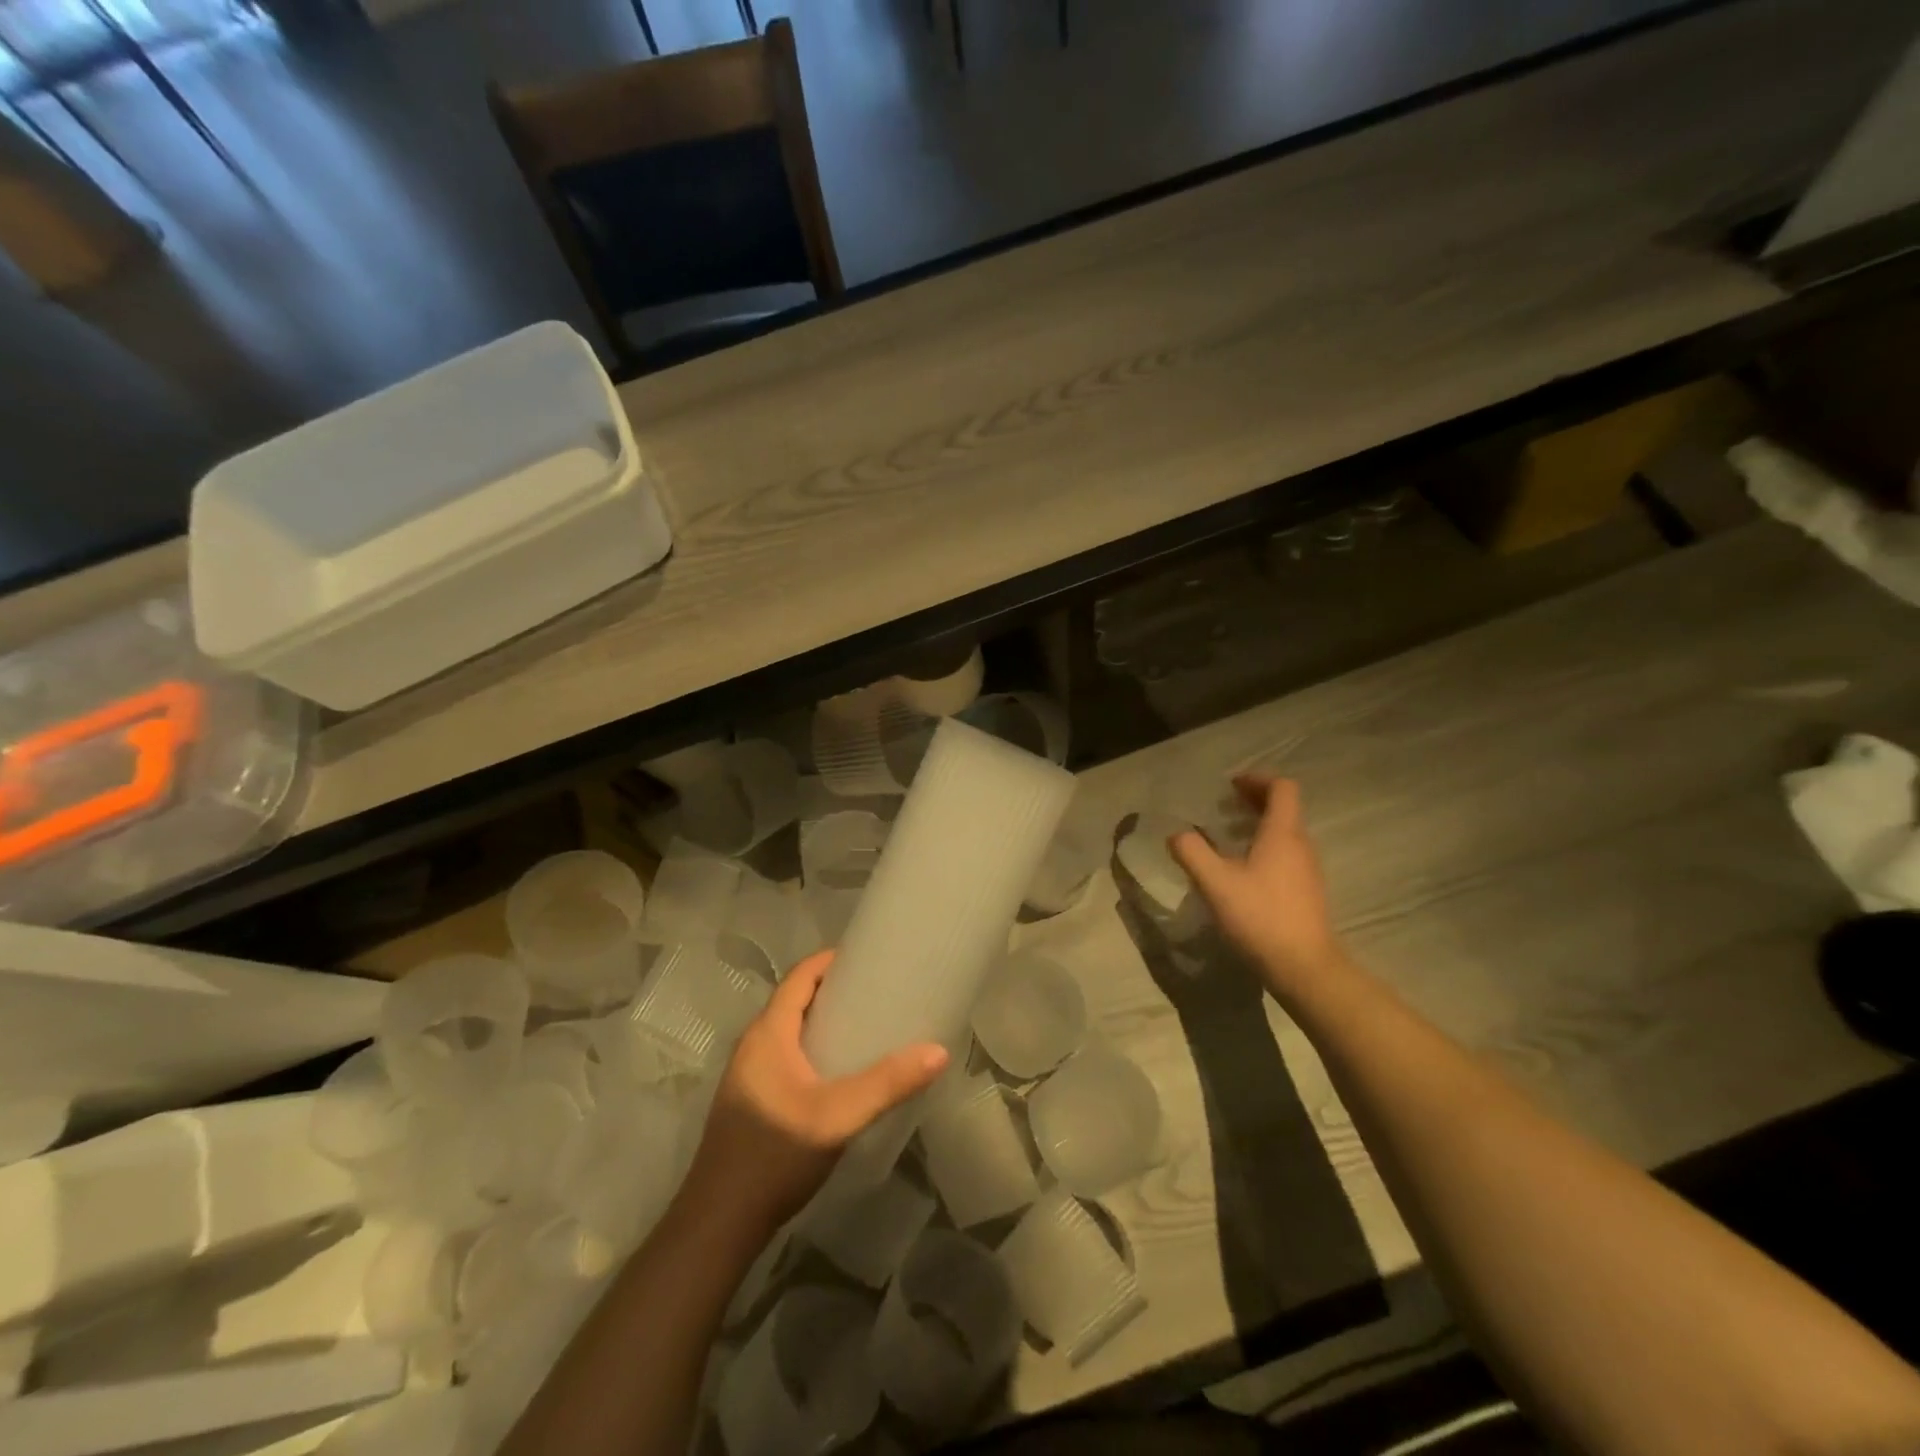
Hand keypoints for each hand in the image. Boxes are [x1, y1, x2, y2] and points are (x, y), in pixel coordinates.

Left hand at [684, 950, 947, 1238]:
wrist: (718, 1224)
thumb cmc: (774, 1156)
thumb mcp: (838, 1117)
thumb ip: (887, 1083)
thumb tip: (938, 1051)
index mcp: (768, 1033)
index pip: (800, 976)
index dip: (832, 960)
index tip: (870, 959)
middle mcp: (754, 1044)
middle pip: (795, 1000)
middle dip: (834, 990)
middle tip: (878, 993)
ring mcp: (748, 1074)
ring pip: (790, 1030)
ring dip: (824, 1021)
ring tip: (866, 1028)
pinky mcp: (751, 1101)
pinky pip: (786, 1055)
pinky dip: (813, 1048)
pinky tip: (839, 1073)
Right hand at [1169, 775, 1350, 1000]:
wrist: (1304, 967)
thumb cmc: (1260, 916)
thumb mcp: (1215, 883)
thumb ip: (1192, 852)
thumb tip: (1176, 834)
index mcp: (1283, 834)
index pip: (1282, 788)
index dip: (1257, 779)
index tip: (1230, 786)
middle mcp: (1301, 844)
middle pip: (1284, 808)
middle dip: (1253, 801)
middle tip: (1221, 808)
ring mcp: (1307, 869)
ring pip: (1285, 832)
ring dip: (1257, 826)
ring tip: (1225, 838)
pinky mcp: (1307, 891)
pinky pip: (1286, 854)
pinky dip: (1264, 848)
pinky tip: (1240, 871)